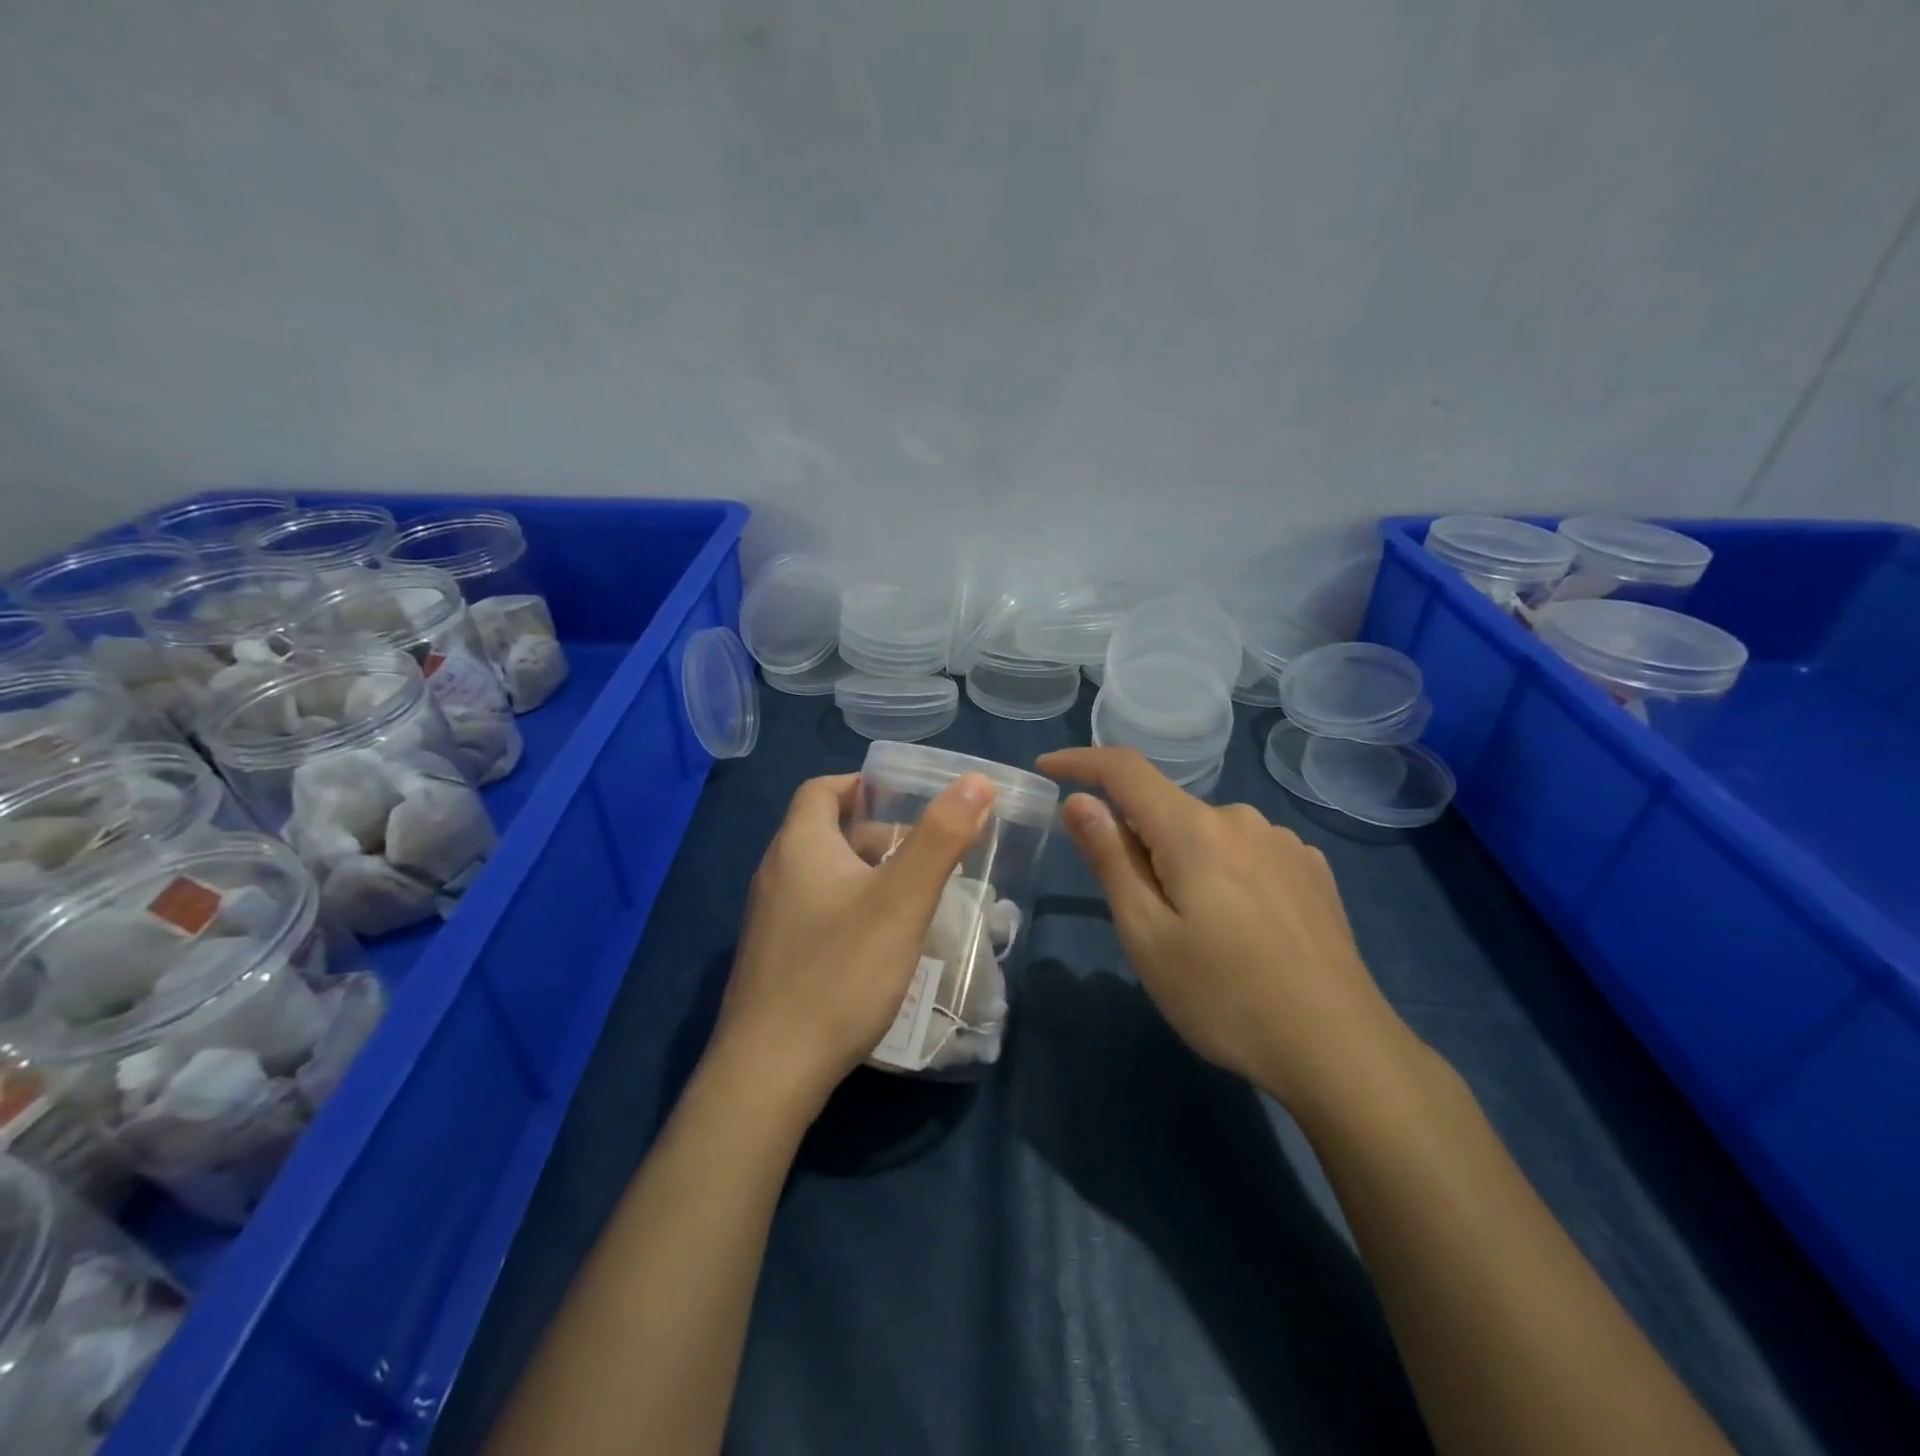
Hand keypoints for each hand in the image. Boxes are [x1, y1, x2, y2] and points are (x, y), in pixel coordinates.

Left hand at [713, 771, 995, 1109]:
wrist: (769, 1072)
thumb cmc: (840, 973)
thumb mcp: (901, 900)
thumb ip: (940, 838)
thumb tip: (976, 781)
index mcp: (799, 845)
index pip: (822, 789)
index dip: (862, 784)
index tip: (905, 798)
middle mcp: (775, 873)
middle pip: (824, 831)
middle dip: (875, 833)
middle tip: (923, 853)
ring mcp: (769, 919)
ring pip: (821, 875)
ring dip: (865, 874)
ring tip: (910, 897)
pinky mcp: (772, 958)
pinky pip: (814, 912)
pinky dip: (849, 908)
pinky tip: (879, 944)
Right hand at [1037, 747, 1415, 1115]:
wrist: (1341, 1049)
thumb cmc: (1225, 996)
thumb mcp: (1147, 935)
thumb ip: (1111, 859)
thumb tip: (1079, 801)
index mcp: (1194, 830)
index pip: (1125, 770)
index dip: (1081, 761)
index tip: (1047, 768)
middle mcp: (1242, 819)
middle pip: (1166, 810)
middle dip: (1138, 843)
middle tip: (1138, 915)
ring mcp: (1284, 843)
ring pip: (1207, 835)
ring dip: (1183, 863)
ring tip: (1197, 934)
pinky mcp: (1312, 871)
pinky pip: (1246, 853)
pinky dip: (1223, 873)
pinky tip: (1242, 929)